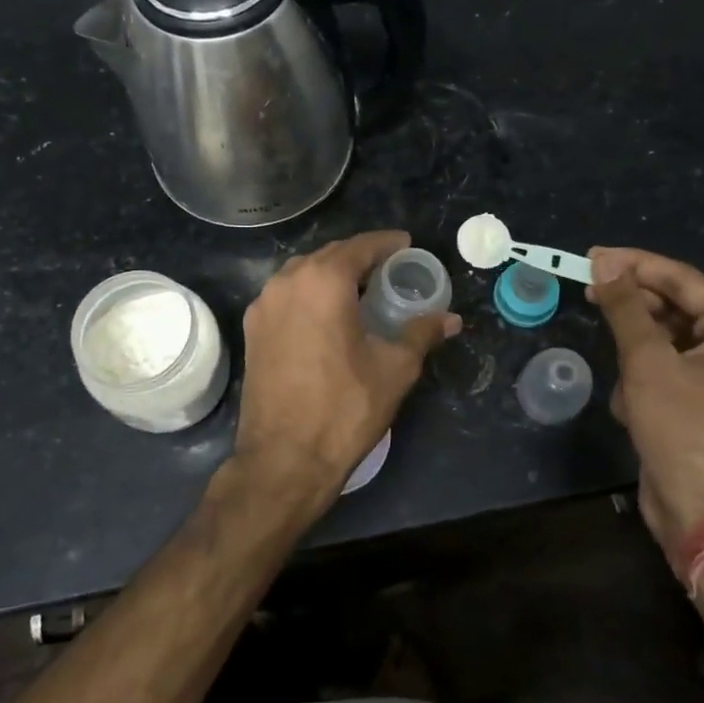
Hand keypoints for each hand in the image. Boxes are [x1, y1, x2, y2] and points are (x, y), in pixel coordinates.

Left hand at [231, 231, 459, 520]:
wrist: (283, 459)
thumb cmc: (344, 408)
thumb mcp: (394, 369)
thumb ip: (422, 333)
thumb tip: (451, 319)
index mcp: (323, 281)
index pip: (360, 246)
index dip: (387, 243)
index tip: (407, 244)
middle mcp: (287, 282)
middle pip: (330, 256)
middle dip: (360, 258)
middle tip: (390, 269)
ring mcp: (263, 305)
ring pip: (303, 274)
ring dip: (332, 274)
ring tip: (361, 290)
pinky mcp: (252, 330)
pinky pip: (286, 296)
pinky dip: (310, 294)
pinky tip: (328, 315)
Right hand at [588, 247, 703, 561]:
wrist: (701, 510)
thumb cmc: (683, 427)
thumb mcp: (648, 361)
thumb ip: (625, 307)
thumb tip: (604, 261)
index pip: (681, 279)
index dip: (635, 264)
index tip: (592, 256)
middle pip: (670, 308)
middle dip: (631, 310)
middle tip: (588, 292)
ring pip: (658, 343)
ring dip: (634, 359)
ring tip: (626, 382)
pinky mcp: (690, 403)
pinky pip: (656, 373)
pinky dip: (639, 386)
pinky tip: (634, 412)